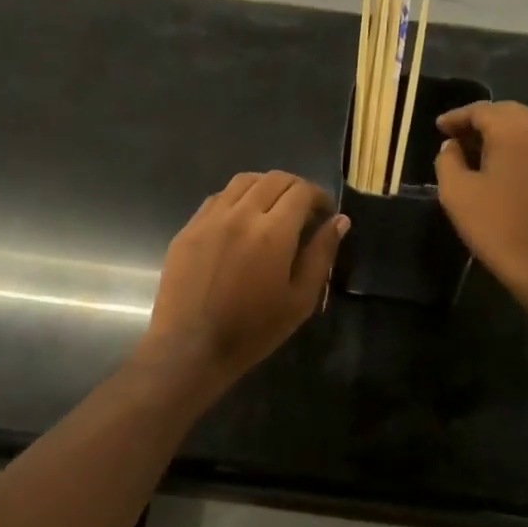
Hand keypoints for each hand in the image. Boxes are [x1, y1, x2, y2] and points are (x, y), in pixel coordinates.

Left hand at [136, 171, 347, 392]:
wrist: (191, 348)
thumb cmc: (254, 330)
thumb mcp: (300, 299)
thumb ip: (321, 254)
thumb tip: (339, 220)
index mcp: (273, 232)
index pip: (301, 191)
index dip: (319, 196)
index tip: (325, 214)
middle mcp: (240, 214)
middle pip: (273, 179)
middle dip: (295, 188)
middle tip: (303, 211)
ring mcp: (209, 218)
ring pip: (242, 182)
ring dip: (265, 187)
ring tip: (272, 210)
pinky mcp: (188, 229)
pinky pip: (217, 199)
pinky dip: (236, 200)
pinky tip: (240, 222)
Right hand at [434, 102, 527, 309]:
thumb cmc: (498, 227)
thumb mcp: (457, 193)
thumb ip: (448, 160)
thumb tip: (452, 146)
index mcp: (515, 130)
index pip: (481, 110)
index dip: (456, 117)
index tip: (438, 128)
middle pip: (507, 113)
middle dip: (479, 121)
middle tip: (455, 137)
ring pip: (526, 127)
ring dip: (500, 133)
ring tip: (477, 151)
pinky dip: (518, 146)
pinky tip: (503, 167)